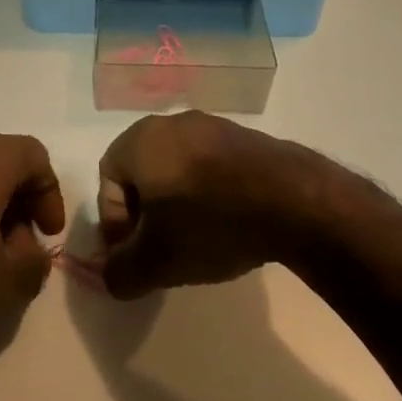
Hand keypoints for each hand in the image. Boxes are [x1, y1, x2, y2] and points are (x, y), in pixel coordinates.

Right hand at [94, 113, 333, 299]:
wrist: (294, 200)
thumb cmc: (210, 223)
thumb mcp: (156, 262)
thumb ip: (120, 273)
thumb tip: (111, 277)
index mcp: (140, 140)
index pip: (107, 179)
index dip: (114, 221)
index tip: (135, 252)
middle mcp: (172, 123)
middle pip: (143, 173)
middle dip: (146, 214)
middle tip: (161, 250)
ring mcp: (213, 126)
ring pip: (178, 169)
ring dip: (179, 205)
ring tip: (199, 241)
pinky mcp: (246, 138)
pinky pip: (212, 166)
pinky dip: (210, 194)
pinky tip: (230, 225)